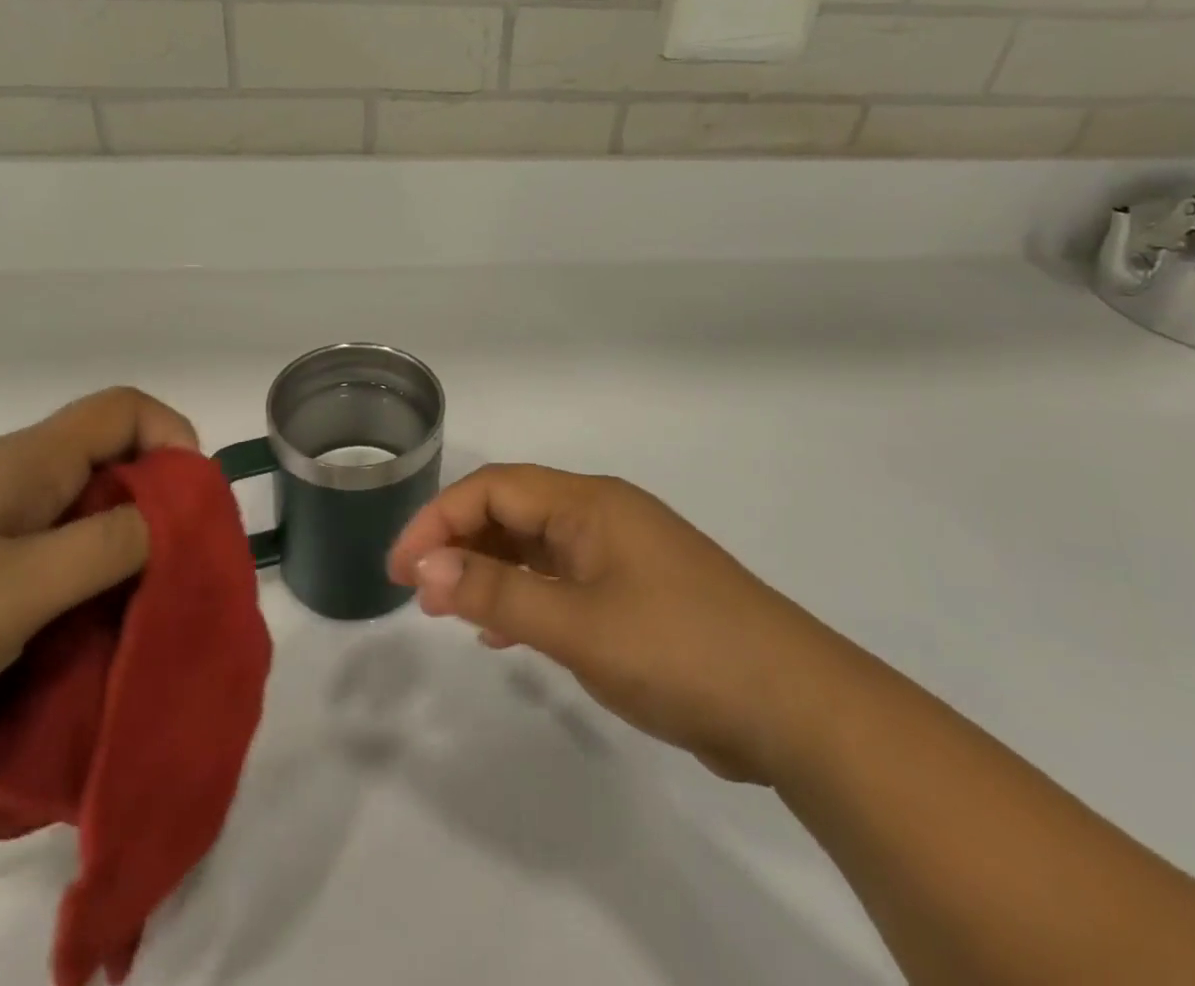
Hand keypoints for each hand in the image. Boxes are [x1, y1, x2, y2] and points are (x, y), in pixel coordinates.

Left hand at [0, 388, 196, 795]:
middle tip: (162, 582)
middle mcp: (2, 483)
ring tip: (110, 628)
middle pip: (104, 470)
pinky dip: (58, 601)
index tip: (190, 507)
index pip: (125, 409)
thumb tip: (172, 518)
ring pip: (68, 527)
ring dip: (103, 568)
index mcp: (25, 463)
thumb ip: (111, 546)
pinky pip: (28, 571)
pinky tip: (49, 654)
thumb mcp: (20, 588)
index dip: (173, 440)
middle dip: (148, 518)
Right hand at [387, 464, 851, 784]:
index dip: (439, 520)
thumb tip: (425, 567)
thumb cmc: (678, 650)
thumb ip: (498, 593)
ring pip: (537, 545)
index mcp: (589, 503)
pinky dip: (527, 595)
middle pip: (514, 510)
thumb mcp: (577, 625)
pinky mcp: (638, 593)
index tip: (400, 568)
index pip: (495, 489)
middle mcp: (603, 515)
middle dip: (459, 542)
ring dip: (491, 569)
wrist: (794, 705)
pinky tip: (509, 632)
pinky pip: (564, 579)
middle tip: (418, 591)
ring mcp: (623, 554)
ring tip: (452, 611)